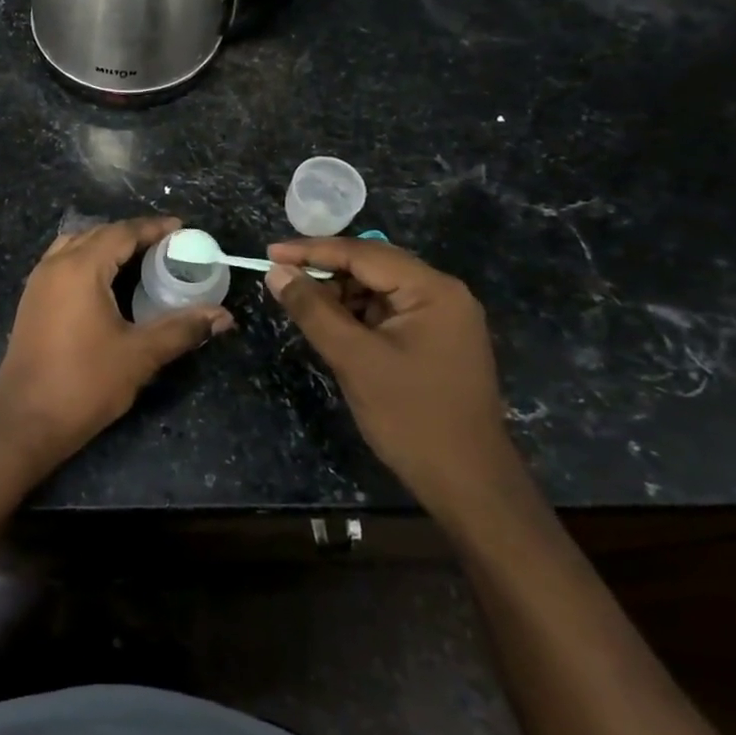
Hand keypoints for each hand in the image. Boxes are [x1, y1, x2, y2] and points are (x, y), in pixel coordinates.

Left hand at [0, 216, 233, 466]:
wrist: (25, 418)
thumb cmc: (85, 382)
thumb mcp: (140, 355)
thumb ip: (182, 329)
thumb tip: (223, 316)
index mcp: (80, 268)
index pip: (122, 232)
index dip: (153, 228)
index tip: (182, 228)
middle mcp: (55, 265)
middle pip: (98, 234)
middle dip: (132, 235)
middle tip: (167, 247)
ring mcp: (38, 282)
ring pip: (76, 246)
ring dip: (107, 246)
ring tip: (140, 261)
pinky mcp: (32, 300)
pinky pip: (63, 263)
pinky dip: (88, 261)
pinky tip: (108, 284)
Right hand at [265, 238, 521, 520]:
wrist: (467, 483)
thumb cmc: (410, 416)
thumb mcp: (353, 358)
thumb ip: (312, 309)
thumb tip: (276, 272)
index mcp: (432, 290)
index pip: (363, 253)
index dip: (312, 251)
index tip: (269, 251)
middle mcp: (443, 294)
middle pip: (373, 265)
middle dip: (324, 269)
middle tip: (280, 274)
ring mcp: (443, 318)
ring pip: (378, 289)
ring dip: (339, 292)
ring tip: (299, 302)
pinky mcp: (436, 340)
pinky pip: (387, 311)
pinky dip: (356, 313)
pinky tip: (330, 324)